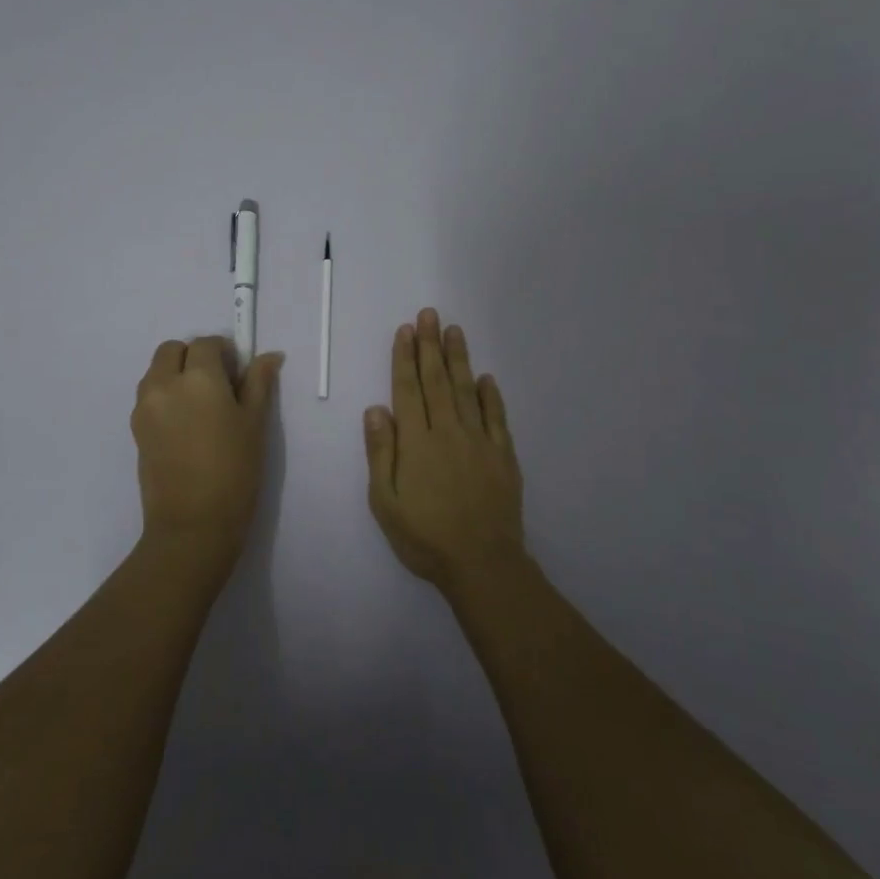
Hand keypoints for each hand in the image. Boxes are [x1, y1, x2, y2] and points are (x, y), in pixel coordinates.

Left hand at [131, 337, 283, 575]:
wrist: (193, 525)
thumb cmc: (234, 471)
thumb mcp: (254, 424)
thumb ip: (259, 383)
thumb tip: (269, 356)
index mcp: (197, 377)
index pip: (206, 344)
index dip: (224, 352)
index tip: (237, 372)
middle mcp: (164, 383)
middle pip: (172, 350)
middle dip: (193, 356)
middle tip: (218, 384)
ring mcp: (144, 406)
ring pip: (156, 371)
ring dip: (176, 373)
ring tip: (200, 406)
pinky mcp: (135, 429)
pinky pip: (148, 396)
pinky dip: (164, 395)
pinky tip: (186, 425)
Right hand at [364, 308, 524, 588]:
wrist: (482, 563)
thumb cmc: (425, 537)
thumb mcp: (385, 502)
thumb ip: (381, 453)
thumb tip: (376, 409)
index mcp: (416, 442)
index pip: (408, 390)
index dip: (405, 358)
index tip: (406, 330)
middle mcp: (447, 432)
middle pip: (437, 381)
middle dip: (431, 345)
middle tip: (430, 314)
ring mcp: (479, 442)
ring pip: (467, 391)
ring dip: (459, 359)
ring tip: (454, 331)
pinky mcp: (503, 456)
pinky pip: (496, 417)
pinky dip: (491, 395)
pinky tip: (486, 378)